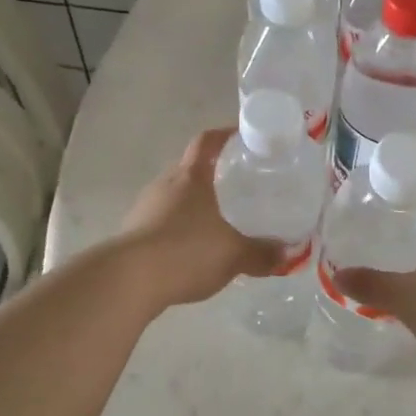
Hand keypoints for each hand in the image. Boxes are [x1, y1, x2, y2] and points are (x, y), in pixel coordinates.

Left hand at [118, 129, 288, 309]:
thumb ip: (261, 253)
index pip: (207, 142)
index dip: (224, 135)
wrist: (128, 280)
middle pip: (189, 169)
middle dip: (211, 175)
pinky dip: (178, 230)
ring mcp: (144, 209)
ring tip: (217, 222)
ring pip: (174, 197)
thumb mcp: (233, 254)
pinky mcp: (132, 234)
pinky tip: (192, 251)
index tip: (241, 136)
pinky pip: (161, 223)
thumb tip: (286, 254)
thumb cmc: (186, 251)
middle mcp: (165, 185)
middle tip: (237, 186)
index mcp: (191, 177)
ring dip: (193, 205)